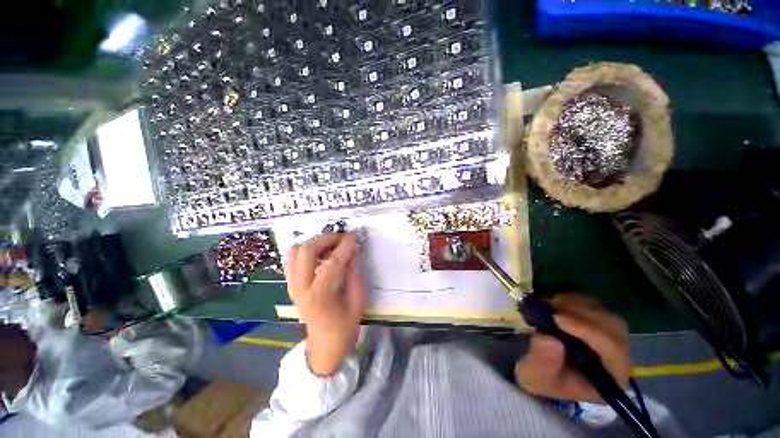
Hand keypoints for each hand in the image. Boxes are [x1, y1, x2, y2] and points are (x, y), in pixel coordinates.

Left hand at [286, 233, 364, 375]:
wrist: (325, 343)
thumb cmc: (345, 324)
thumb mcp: (357, 299)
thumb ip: (353, 272)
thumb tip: (351, 250)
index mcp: (320, 295)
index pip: (332, 262)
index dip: (344, 246)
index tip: (354, 236)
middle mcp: (301, 287)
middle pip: (307, 251)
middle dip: (326, 239)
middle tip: (342, 238)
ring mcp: (292, 285)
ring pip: (296, 251)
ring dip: (315, 243)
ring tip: (332, 244)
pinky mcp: (291, 284)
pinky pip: (292, 259)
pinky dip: (306, 250)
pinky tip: (320, 253)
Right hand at [515, 294, 629, 402]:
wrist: (541, 369)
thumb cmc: (542, 378)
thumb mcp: (535, 376)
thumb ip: (543, 361)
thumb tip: (550, 338)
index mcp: (611, 376)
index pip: (613, 350)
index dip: (588, 331)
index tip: (557, 318)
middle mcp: (617, 355)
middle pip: (613, 327)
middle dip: (582, 314)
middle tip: (551, 306)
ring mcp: (609, 336)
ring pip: (603, 313)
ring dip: (576, 304)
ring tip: (549, 304)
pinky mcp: (597, 322)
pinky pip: (592, 305)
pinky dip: (572, 299)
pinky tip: (554, 302)